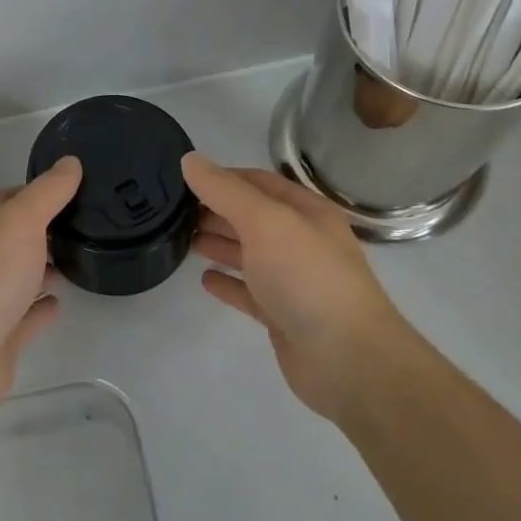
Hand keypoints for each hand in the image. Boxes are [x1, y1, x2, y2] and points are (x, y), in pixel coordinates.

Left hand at [0, 157, 82, 421]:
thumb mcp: (20, 220)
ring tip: (82, 256)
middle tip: (90, 223)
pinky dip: (41, 307)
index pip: (10, 197)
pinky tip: (61, 301)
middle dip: (46, 229)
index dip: (41, 191)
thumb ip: (48, 192)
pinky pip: (25, 315)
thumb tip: (71, 161)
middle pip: (14, 236)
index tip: (78, 188)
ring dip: (44, 266)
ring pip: (20, 275)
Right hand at [182, 153, 399, 420]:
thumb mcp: (265, 221)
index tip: (182, 179)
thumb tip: (189, 160)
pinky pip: (248, 292)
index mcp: (305, 212)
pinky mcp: (282, 316)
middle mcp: (300, 241)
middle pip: (251, 217)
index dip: (222, 177)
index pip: (258, 182)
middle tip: (173, 211)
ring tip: (183, 239)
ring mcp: (292, 281)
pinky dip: (227, 283)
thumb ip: (225, 190)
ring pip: (248, 254)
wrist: (347, 359)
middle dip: (215, 210)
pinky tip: (204, 280)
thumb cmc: (306, 277)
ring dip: (218, 243)